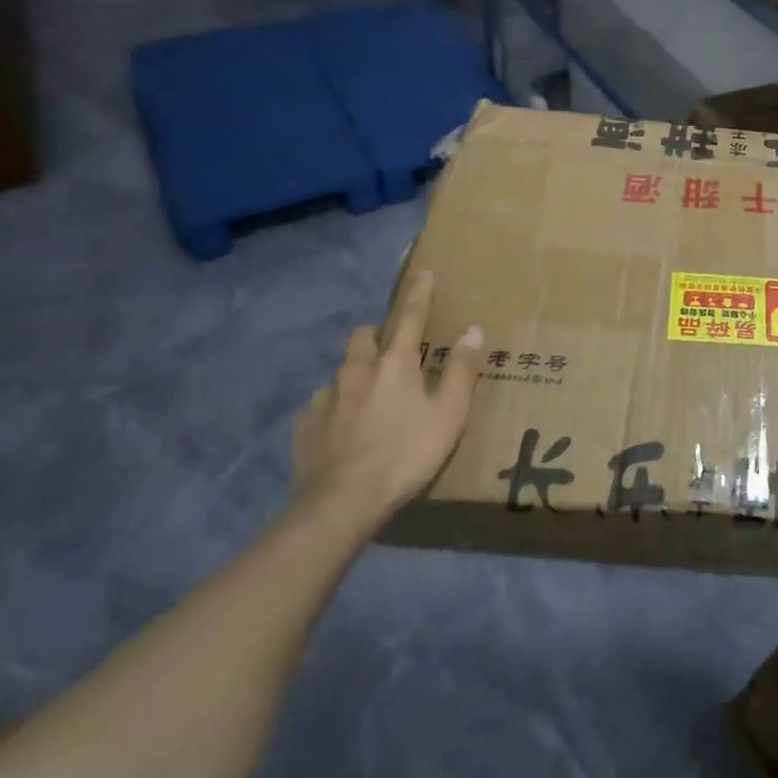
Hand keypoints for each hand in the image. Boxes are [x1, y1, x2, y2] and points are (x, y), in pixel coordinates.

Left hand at [290, 270, 484, 534]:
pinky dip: (335, 408)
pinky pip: (322, 405)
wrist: (341, 504)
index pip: (410, 317)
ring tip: (368, 398)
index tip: (423, 273)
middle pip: (363, 336)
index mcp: (395, 364)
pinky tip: (343, 430)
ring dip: (356, 375)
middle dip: (376, 333)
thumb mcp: (448, 415)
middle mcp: (356, 371)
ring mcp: (325, 398)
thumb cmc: (406, 454)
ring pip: (341, 371)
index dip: (419, 294)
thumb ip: (460, 371)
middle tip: (390, 349)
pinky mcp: (304, 425)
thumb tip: (473, 330)